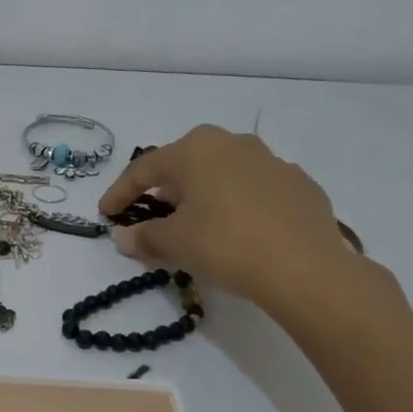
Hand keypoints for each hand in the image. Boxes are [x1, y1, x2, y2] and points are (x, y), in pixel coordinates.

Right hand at [98, 125, 365, 317]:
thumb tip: (124, 237)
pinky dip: (238, 205)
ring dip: (203, 195)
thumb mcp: (175, 243)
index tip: (105, 214)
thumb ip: (144, 236)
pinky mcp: (300, 185)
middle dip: (164, 190)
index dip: (120, 193)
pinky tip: (239, 231)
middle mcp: (232, 144)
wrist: (306, 268)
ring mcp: (271, 161)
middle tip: (152, 215)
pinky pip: (255, 190)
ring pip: (223, 174)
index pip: (144, 169)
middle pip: (185, 165)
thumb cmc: (226, 244)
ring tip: (197, 223)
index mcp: (195, 150)